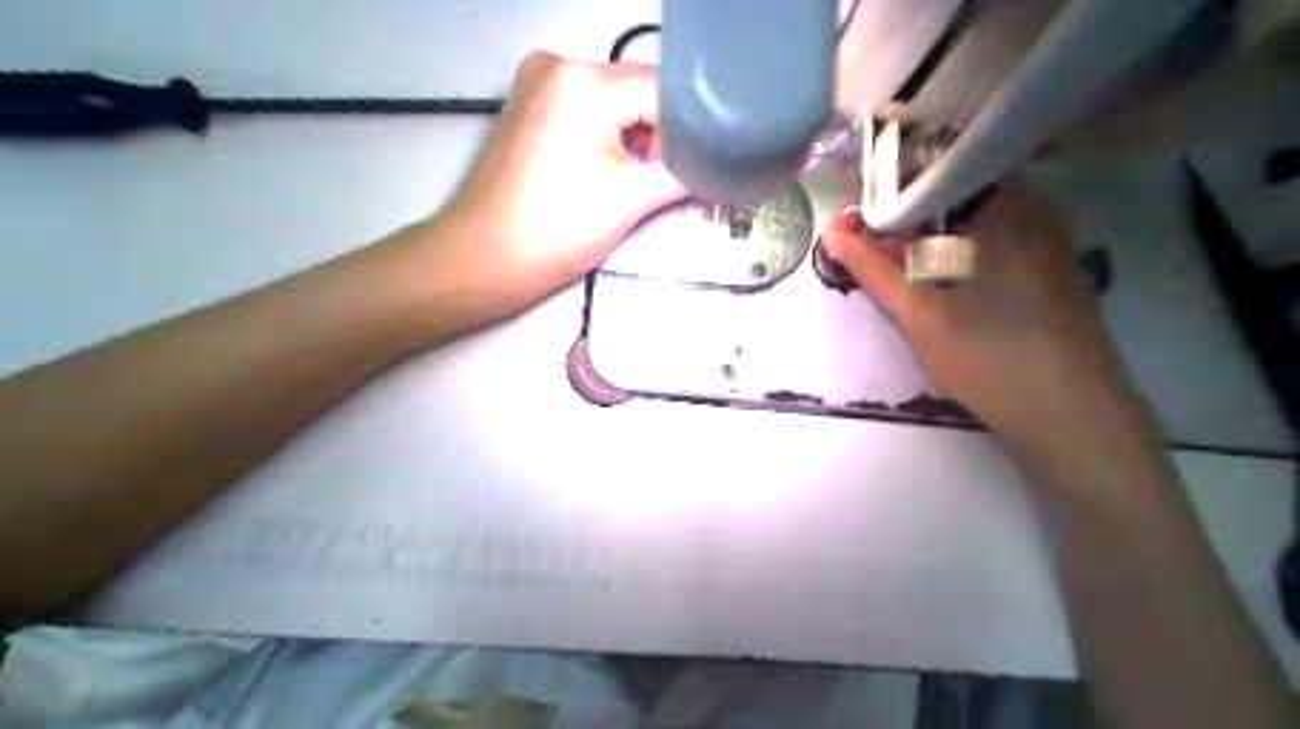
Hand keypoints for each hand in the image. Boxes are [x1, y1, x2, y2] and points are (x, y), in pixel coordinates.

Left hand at [406, 50, 684, 317]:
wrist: (484, 260)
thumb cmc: (557, 230)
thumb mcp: (632, 199)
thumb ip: (684, 173)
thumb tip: (718, 166)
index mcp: (583, 79)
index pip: (664, 93)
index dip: (693, 132)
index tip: (706, 169)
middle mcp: (559, 64)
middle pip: (639, 95)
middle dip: (665, 139)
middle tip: (678, 182)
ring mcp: (539, 84)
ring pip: (616, 106)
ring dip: (639, 143)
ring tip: (646, 185)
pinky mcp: (531, 107)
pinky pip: (590, 114)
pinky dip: (611, 141)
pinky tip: (615, 175)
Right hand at [822, 181, 1155, 460]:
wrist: (1074, 417)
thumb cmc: (991, 362)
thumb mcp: (920, 317)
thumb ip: (873, 271)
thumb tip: (832, 235)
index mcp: (1000, 209)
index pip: (931, 171)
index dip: (883, 186)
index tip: (851, 213)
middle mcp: (1031, 207)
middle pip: (951, 188)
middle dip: (901, 208)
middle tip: (862, 236)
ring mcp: (1047, 234)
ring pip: (971, 212)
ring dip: (926, 226)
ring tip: (889, 254)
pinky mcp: (1051, 260)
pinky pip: (993, 232)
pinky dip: (955, 241)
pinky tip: (934, 270)